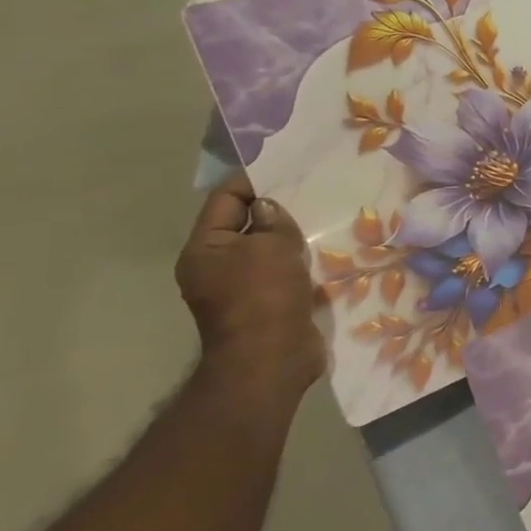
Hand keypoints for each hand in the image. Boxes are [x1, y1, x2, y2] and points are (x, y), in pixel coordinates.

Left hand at [174, 175, 324, 403]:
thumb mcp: (271, 247)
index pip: (225, 199)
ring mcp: (240, 289)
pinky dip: (300, 263)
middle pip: (246, 224)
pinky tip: (325, 254)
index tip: (288, 169)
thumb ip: (273, 221)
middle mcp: (216, 266)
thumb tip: (269, 208)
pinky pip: (282, 273)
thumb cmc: (264, 297)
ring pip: (267, 250)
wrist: (271, 360)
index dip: (254, 181)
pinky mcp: (267, 306)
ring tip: (324, 221)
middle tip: (312, 193)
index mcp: (205, 248)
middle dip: (277, 210)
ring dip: (292, 238)